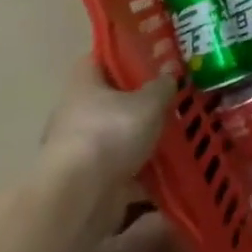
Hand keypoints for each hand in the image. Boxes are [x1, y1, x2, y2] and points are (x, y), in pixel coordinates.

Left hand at [40, 55, 172, 181]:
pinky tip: (168, 168)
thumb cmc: (111, 134)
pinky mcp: (89, 179)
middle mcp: (76, 113)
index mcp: (84, 85)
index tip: (150, 56)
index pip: (99, 59)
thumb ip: (161, 87)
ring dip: (140, 138)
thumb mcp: (149, 103)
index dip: (123, 54)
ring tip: (175, 134)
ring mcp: (80, 148)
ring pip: (116, 135)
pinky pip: (121, 168)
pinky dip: (141, 170)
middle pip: (110, 99)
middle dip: (138, 101)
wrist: (81, 196)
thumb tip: (169, 75)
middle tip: (171, 97)